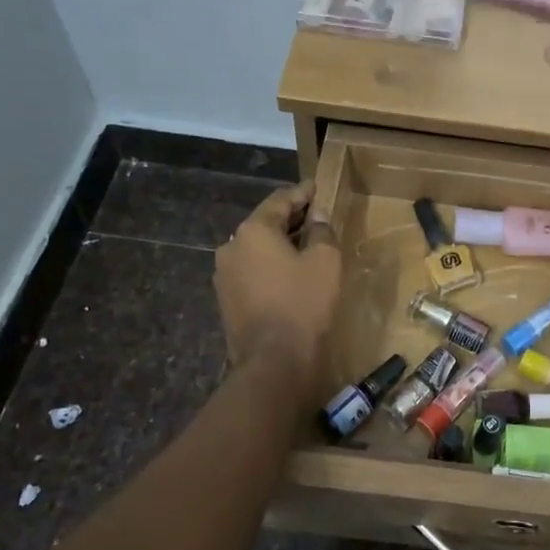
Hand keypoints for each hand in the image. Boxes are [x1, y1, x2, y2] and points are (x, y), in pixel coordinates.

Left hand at [214, 183, 341, 382]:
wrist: (273, 362)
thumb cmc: (303, 303)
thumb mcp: (325, 262)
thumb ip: (322, 232)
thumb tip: (317, 217)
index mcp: (253, 230)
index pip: (280, 200)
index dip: (302, 193)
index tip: (317, 187)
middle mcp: (232, 246)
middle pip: (265, 223)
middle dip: (291, 218)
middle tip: (315, 214)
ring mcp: (224, 275)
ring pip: (256, 248)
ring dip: (280, 243)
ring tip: (305, 243)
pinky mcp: (226, 299)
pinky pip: (252, 270)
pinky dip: (270, 264)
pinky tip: (289, 271)